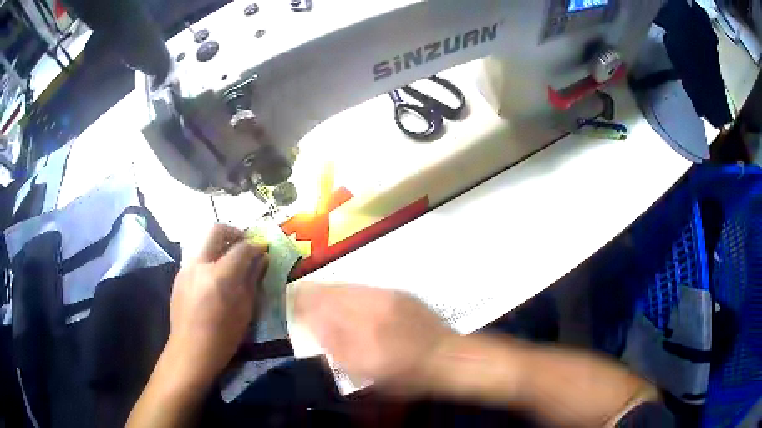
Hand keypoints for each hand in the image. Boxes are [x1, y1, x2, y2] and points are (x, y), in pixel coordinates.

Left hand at [167, 224, 268, 386]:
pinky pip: (196, 257)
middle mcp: (200, 265)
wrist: (190, 351)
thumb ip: (252, 280)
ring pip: (204, 242)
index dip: (256, 246)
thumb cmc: (223, 337)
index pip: (241, 248)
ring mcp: (186, 268)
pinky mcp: (179, 275)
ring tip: (231, 261)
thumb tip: (261, 259)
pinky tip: (215, 277)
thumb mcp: (245, 311)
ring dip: (220, 244)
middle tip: (245, 245)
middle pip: (216, 231)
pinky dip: (209, 258)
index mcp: (220, 276)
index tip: (263, 250)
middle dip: (234, 233)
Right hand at [293, 284, 454, 391]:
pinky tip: (345, 293)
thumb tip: (316, 326)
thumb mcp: (367, 372)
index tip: (292, 303)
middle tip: (299, 293)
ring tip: (316, 290)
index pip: (323, 310)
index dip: (304, 304)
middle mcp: (372, 308)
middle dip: (312, 292)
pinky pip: (365, 286)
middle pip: (332, 293)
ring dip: (328, 288)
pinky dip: (349, 289)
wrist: (446, 357)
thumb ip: (338, 349)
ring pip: (348, 287)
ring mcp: (387, 297)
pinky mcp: (399, 293)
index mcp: (361, 330)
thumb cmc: (406, 375)